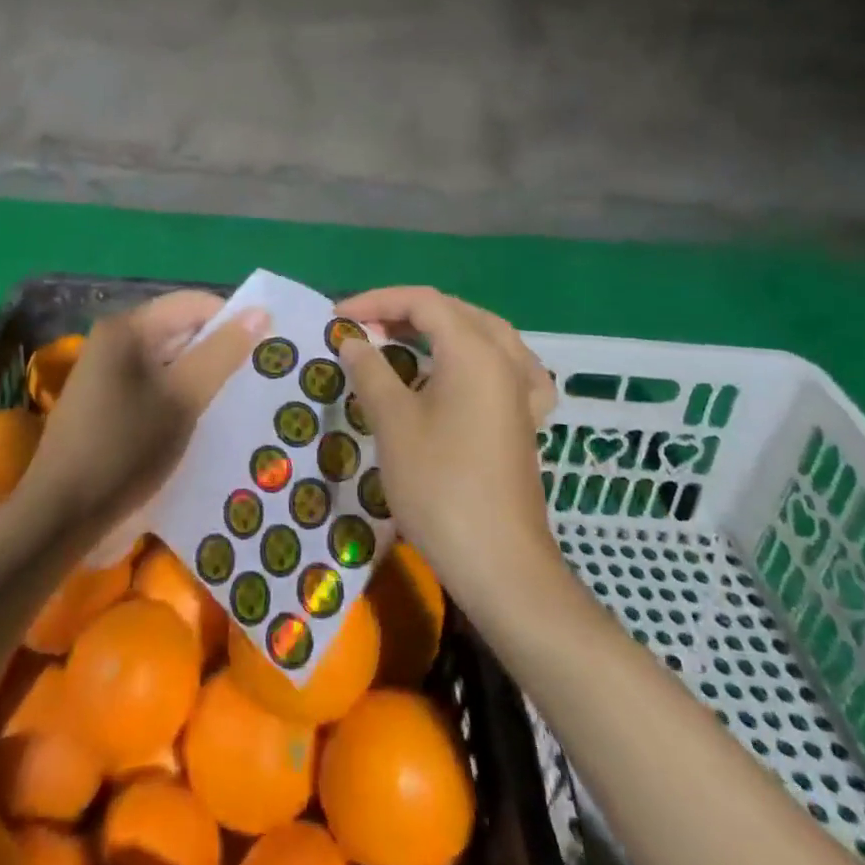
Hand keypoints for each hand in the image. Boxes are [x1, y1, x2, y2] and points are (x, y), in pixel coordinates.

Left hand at [19, 290, 268, 531]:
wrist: (60, 516)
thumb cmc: (125, 449)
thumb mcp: (183, 399)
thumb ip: (222, 353)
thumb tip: (260, 312)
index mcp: (129, 327)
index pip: (194, 304)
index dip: (232, 322)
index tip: (263, 353)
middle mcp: (115, 339)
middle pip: (181, 329)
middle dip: (218, 351)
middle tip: (254, 381)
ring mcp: (107, 370)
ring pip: (169, 360)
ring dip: (201, 377)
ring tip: (234, 403)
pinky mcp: (106, 401)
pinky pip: (154, 383)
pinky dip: (179, 395)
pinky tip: (199, 421)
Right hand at [336, 287, 558, 606]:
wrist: (499, 563)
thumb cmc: (440, 486)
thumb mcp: (393, 422)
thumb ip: (371, 370)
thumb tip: (353, 339)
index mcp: (474, 351)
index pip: (423, 302)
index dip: (377, 301)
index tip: (338, 319)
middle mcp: (505, 359)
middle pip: (454, 312)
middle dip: (404, 312)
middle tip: (363, 329)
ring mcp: (521, 390)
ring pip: (483, 335)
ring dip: (441, 329)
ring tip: (404, 339)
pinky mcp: (525, 420)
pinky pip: (509, 369)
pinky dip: (482, 358)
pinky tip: (470, 372)